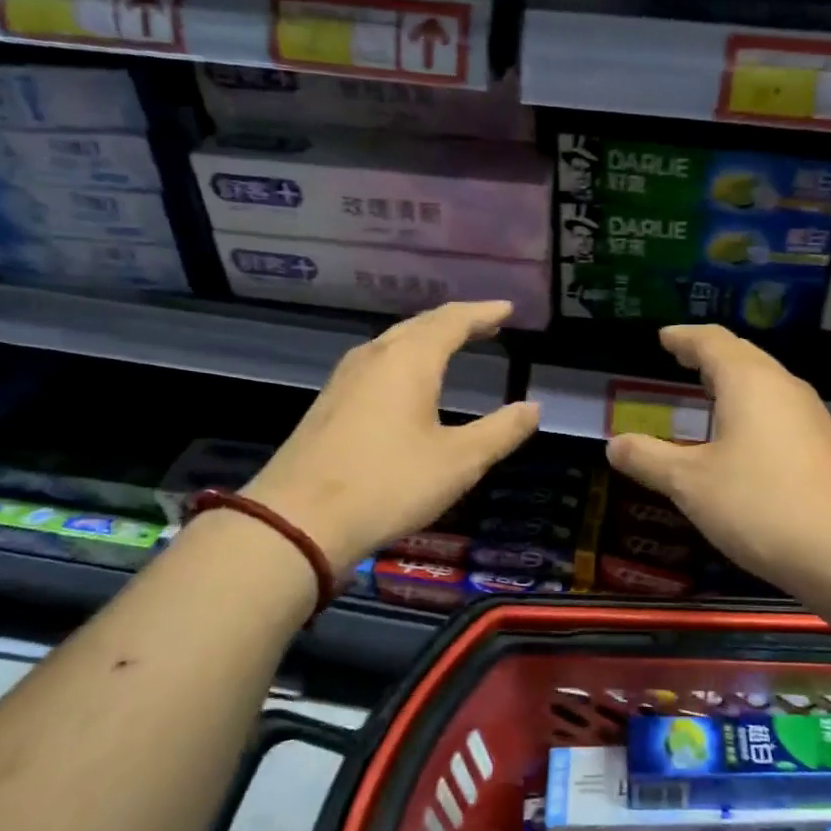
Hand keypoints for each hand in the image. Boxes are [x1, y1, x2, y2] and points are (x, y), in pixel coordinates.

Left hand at [241, 301, 540, 567]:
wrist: (298, 520)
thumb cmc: (389, 484)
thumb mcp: (459, 462)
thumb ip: (501, 431)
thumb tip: (532, 408)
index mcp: (410, 360)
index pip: (452, 321)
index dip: (483, 313)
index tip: (507, 309)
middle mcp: (375, 357)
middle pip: (420, 325)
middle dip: (456, 321)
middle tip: (486, 323)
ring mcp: (345, 379)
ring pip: (393, 342)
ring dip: (426, 338)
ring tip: (451, 344)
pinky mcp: (329, 403)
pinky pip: (376, 363)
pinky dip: (404, 358)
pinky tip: (405, 379)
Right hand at [606, 325, 830, 599]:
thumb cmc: (759, 505)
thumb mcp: (690, 484)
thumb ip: (649, 459)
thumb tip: (614, 444)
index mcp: (749, 382)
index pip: (711, 342)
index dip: (683, 337)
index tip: (664, 337)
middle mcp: (783, 387)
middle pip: (742, 355)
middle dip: (708, 354)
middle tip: (680, 356)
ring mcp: (809, 415)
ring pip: (764, 382)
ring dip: (732, 380)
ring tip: (706, 390)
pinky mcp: (822, 444)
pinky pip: (777, 408)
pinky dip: (750, 406)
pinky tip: (740, 435)